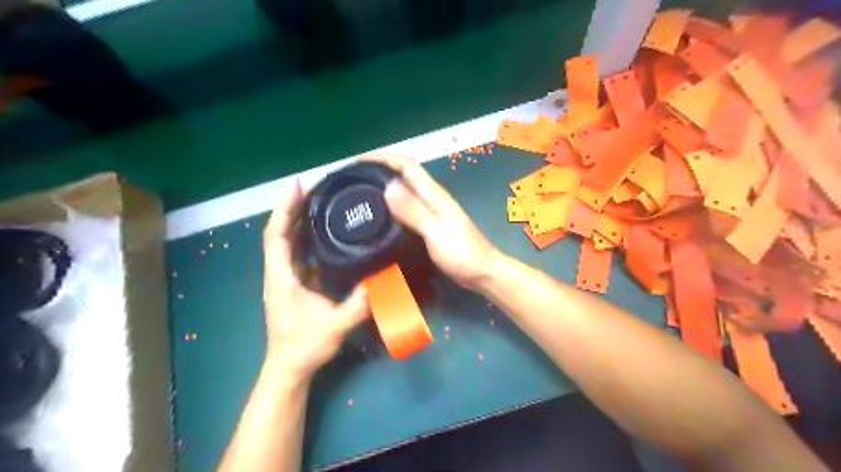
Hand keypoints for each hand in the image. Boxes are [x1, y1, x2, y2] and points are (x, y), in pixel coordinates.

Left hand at [262, 182, 369, 381]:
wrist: (289, 368)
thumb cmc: (304, 346)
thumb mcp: (335, 326)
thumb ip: (359, 305)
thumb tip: (384, 281)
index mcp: (281, 277)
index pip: (276, 235)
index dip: (284, 209)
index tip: (297, 186)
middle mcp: (279, 273)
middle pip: (280, 232)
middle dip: (292, 207)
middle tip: (314, 187)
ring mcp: (285, 278)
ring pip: (287, 242)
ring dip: (298, 220)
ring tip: (318, 201)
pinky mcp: (295, 283)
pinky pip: (298, 253)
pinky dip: (306, 237)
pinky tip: (323, 230)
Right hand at [360, 154, 497, 288]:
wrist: (482, 273)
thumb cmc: (462, 252)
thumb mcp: (436, 230)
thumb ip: (413, 210)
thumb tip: (387, 186)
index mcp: (433, 194)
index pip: (406, 165)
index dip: (383, 158)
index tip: (358, 162)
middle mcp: (431, 198)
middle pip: (403, 175)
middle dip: (379, 171)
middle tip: (353, 181)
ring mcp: (431, 212)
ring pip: (403, 192)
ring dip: (384, 188)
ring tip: (360, 196)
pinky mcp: (429, 226)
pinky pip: (406, 209)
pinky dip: (391, 207)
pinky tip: (379, 218)